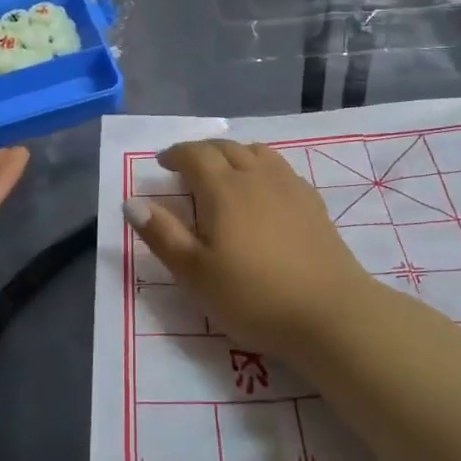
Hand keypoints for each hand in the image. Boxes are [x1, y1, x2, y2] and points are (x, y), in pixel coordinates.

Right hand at [123, 139, 374, 357]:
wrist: (328, 312)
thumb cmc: (252, 296)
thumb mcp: (195, 273)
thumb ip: (162, 234)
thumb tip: (132, 201)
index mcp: (222, 188)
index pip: (194, 154)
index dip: (175, 154)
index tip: (162, 164)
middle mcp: (256, 175)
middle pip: (225, 147)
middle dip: (201, 151)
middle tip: (186, 167)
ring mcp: (288, 185)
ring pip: (256, 152)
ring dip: (233, 154)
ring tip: (223, 171)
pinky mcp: (312, 201)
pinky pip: (280, 167)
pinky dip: (261, 166)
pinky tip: (263, 189)